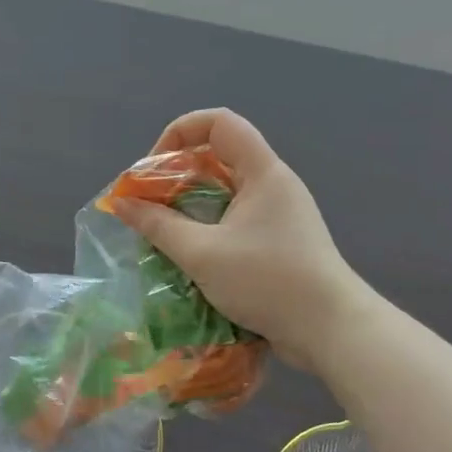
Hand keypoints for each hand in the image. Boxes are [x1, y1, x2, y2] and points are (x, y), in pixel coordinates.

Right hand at [108, 111, 368, 373]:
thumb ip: (158, 225)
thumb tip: (120, 203)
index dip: (180, 132)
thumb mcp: (202, 254)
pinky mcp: (280, 240)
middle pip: (220, 154)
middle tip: (149, 202)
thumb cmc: (267, 281)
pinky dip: (208, 224)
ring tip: (162, 228)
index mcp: (263, 171)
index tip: (154, 167)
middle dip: (178, 173)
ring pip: (226, 189)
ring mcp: (280, 212)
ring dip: (190, 202)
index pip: (220, 122)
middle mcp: (274, 183)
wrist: (331, 330)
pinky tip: (190, 252)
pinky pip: (236, 216)